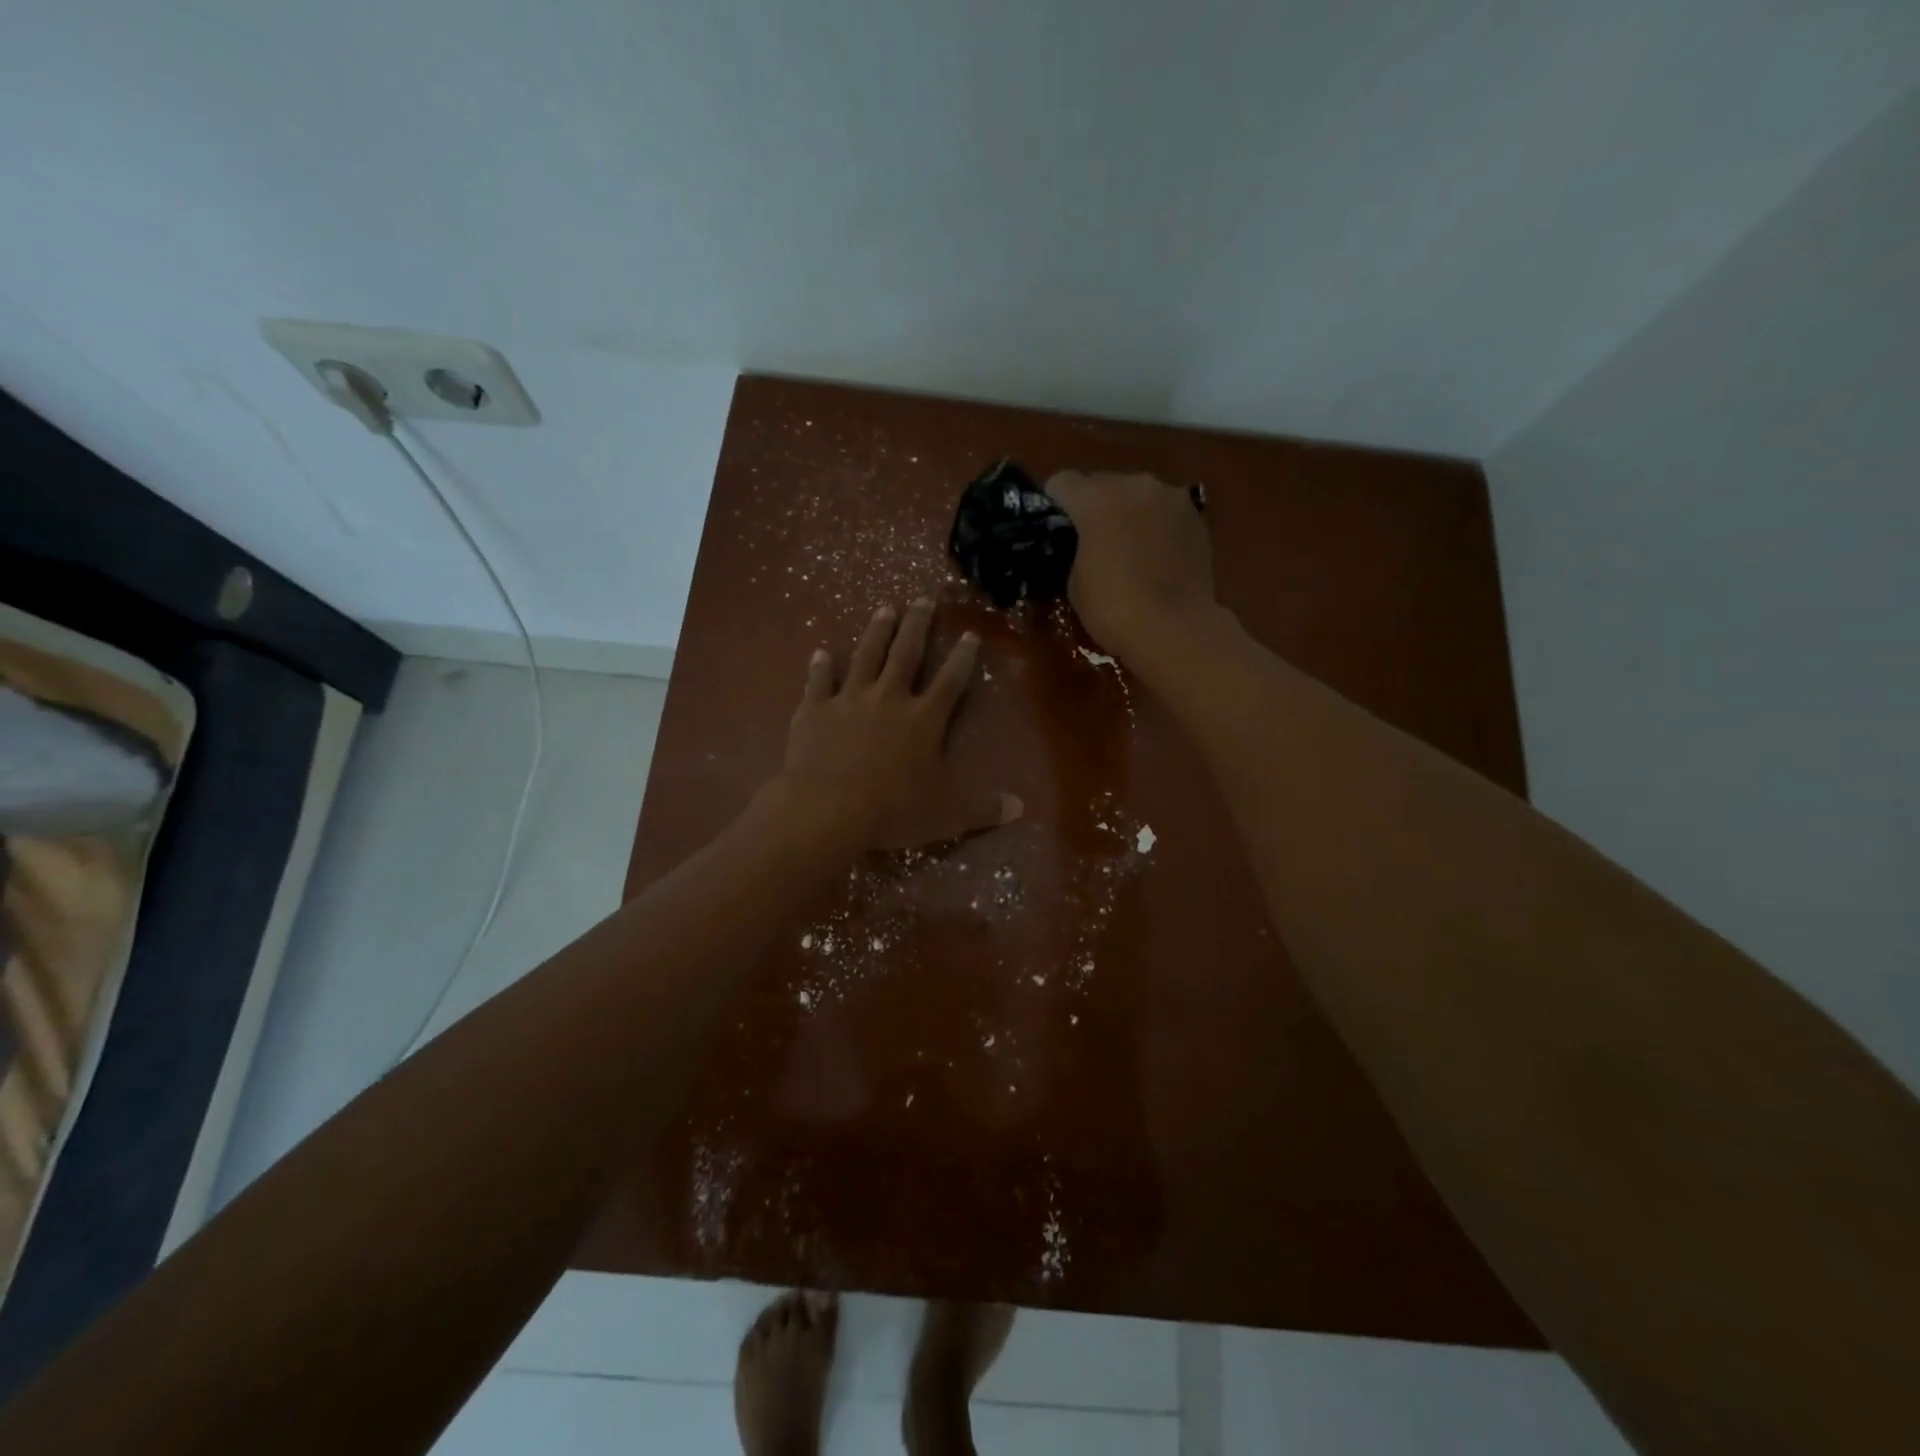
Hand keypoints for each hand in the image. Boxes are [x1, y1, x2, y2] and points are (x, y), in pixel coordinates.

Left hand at [773, 600, 1022, 850]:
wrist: (826, 809)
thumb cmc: (892, 811)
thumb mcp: (946, 815)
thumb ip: (983, 809)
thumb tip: (1019, 808)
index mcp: (924, 719)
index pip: (951, 680)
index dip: (963, 657)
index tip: (971, 634)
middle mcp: (889, 698)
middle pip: (907, 653)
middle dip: (917, 625)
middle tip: (923, 599)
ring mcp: (849, 699)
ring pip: (865, 655)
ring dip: (876, 631)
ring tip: (884, 609)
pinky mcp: (815, 709)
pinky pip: (819, 681)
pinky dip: (820, 666)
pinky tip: (820, 652)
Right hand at [1045, 470, 1219, 661]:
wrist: (1175, 628)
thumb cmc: (1113, 608)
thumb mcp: (1074, 581)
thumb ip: (1076, 549)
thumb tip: (1085, 545)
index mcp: (1096, 498)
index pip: (1062, 482)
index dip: (1054, 502)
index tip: (1054, 526)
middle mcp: (1135, 485)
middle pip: (1103, 483)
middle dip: (1094, 505)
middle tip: (1091, 538)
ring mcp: (1171, 498)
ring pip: (1138, 495)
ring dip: (1128, 512)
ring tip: (1127, 546)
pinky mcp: (1196, 517)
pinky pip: (1164, 511)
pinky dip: (1155, 525)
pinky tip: (1154, 554)